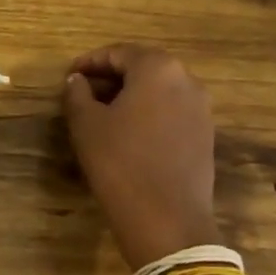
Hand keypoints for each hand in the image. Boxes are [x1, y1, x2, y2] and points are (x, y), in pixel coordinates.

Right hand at [63, 44, 216, 268]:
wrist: (168, 221)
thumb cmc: (120, 163)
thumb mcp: (87, 125)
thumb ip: (78, 94)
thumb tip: (77, 80)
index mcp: (158, 68)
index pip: (118, 53)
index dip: (90, 62)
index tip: (69, 75)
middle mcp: (186, 80)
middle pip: (143, 68)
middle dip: (112, 77)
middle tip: (84, 92)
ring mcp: (201, 109)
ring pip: (159, 90)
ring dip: (131, 95)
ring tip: (103, 113)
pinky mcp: (205, 136)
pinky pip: (172, 112)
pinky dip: (149, 113)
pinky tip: (129, 134)